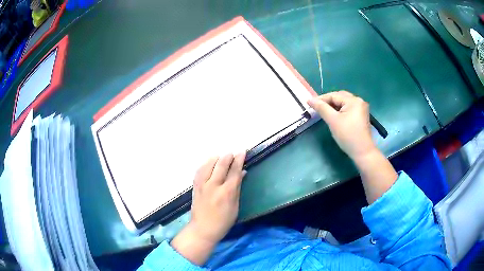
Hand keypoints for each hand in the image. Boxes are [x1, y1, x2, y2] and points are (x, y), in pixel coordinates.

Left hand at [171, 153, 245, 264]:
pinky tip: (208, 163)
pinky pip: (199, 171)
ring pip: (208, 165)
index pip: (234, 172)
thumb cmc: (223, 221)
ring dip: (216, 159)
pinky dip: (205, 164)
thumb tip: (242, 173)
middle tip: (232, 153)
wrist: (203, 229)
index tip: (242, 152)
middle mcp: (214, 186)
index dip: (239, 160)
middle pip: (221, 166)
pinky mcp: (196, 187)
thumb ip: (237, 188)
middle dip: (228, 157)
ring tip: (221, 156)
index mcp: (227, 192)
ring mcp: (203, 185)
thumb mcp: (235, 206)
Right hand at [308, 91, 376, 159]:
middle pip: (340, 97)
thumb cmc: (348, 136)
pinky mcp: (361, 116)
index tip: (310, 104)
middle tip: (316, 108)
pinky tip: (334, 116)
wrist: (362, 152)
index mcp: (353, 100)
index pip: (334, 95)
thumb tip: (310, 99)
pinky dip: (340, 111)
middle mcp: (359, 101)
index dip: (321, 99)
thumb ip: (321, 108)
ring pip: (344, 103)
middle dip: (328, 101)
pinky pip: (348, 109)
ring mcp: (361, 108)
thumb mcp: (333, 121)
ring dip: (333, 106)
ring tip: (324, 112)